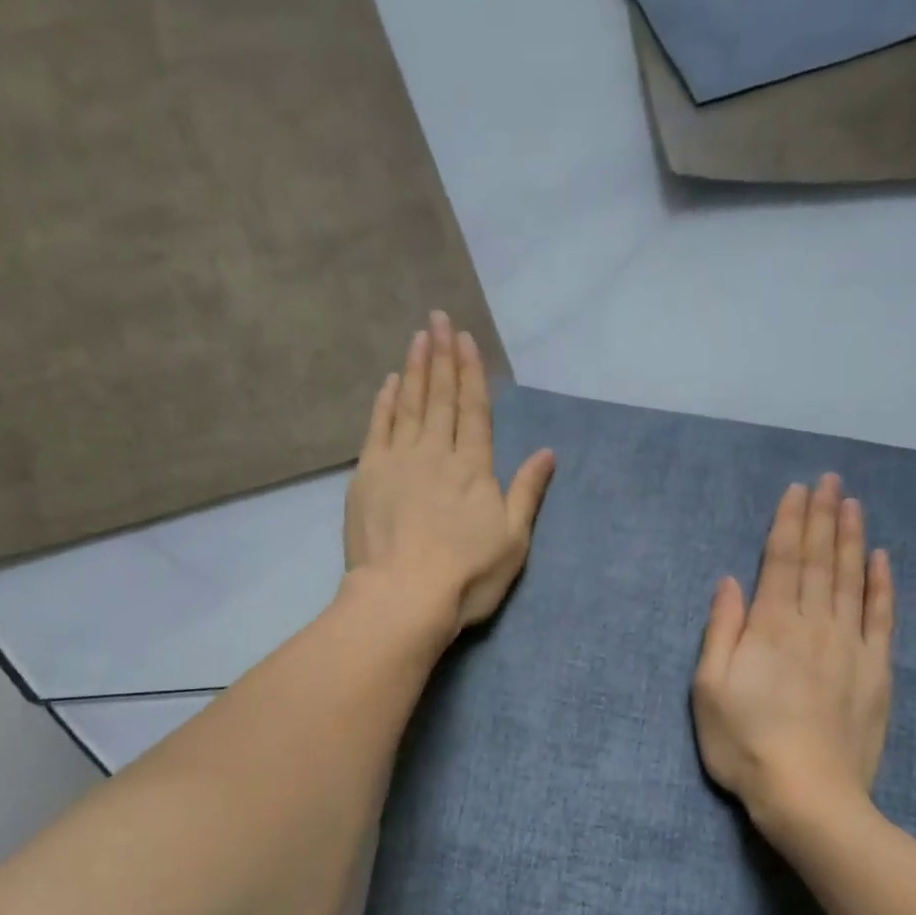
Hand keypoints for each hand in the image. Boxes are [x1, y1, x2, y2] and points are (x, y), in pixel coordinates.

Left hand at [343, 312, 554, 637]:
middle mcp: (436, 453)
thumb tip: (547, 452)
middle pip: (440, 397)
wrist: (404, 596)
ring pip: (409, 405)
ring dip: (415, 370)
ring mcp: (398, 462)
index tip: (464, 338)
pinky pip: (378, 429)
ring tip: (417, 338)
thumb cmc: (467, 575)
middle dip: (441, 356)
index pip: (474, 409)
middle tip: (437, 318)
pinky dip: (385, 404)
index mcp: (474, 467)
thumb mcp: (513, 539)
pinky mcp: (368, 476)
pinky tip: (389, 383)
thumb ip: (526, 492)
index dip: (470, 371)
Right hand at [692, 474, 894, 824]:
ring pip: (852, 580)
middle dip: (823, 517)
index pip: (781, 561)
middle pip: (819, 561)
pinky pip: (882, 618)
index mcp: (770, 627)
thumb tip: (730, 583)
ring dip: (852, 539)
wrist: (808, 794)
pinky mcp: (876, 671)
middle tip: (830, 480)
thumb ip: (721, 631)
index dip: (789, 523)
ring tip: (853, 504)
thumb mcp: (708, 689)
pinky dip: (882, 585)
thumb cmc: (744, 744)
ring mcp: (850, 647)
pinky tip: (882, 560)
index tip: (797, 490)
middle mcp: (813, 625)